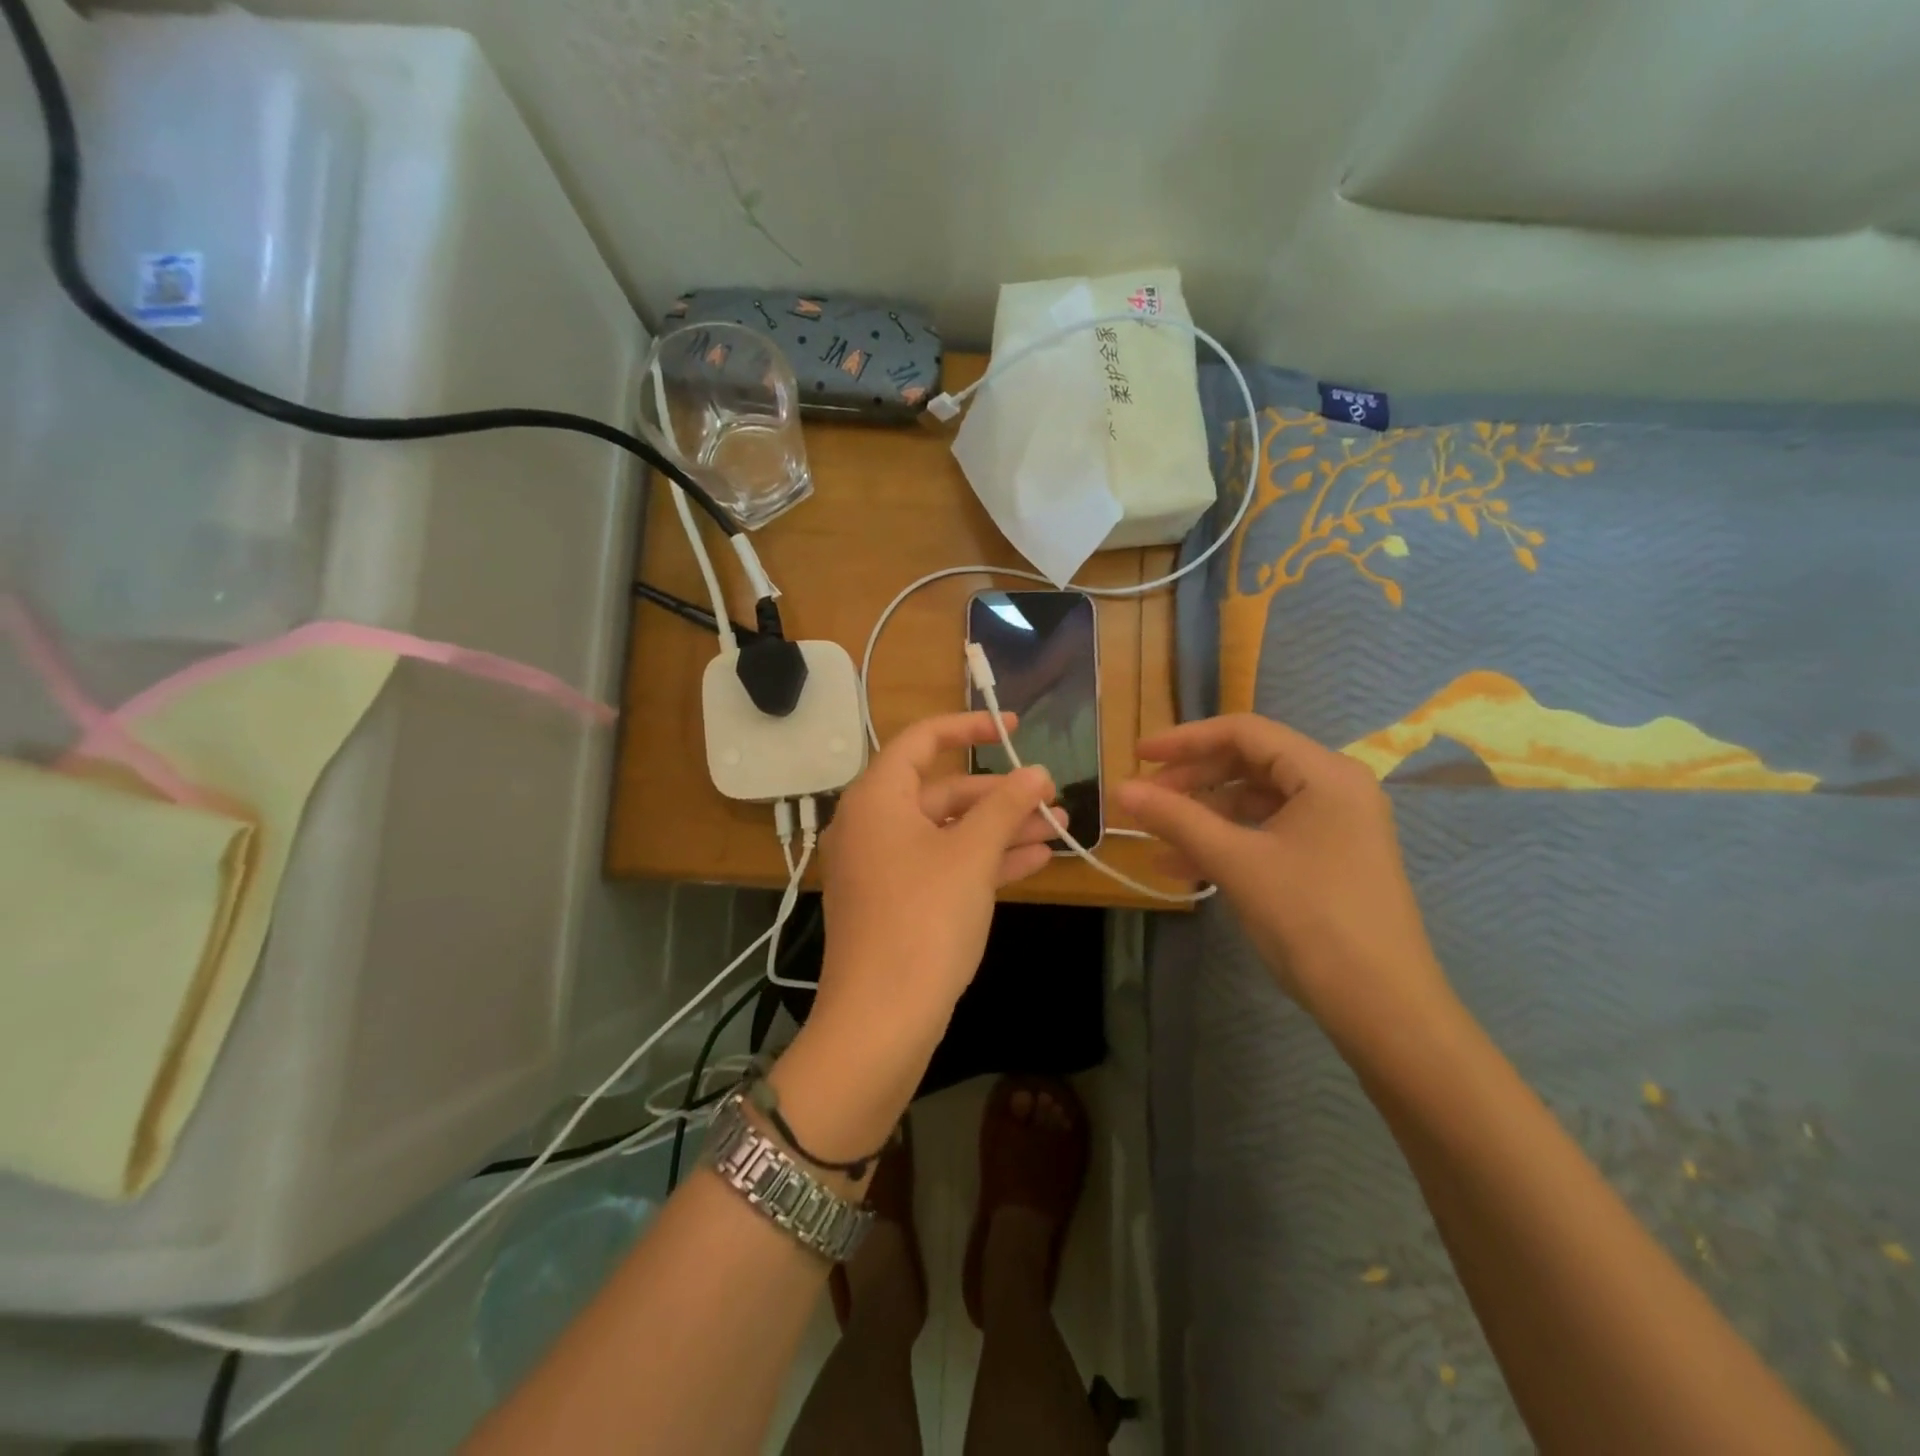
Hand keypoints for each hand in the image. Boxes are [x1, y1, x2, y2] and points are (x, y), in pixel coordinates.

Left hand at [770, 713, 1055, 1159]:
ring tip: (1057, 829)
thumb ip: (1006, 806)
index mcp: (877, 798)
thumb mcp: (971, 856)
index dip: (970, 726)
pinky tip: (1034, 861)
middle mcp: (872, 825)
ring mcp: (882, 867)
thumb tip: (1038, 773)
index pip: (922, 740)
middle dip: (1000, 795)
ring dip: (999, 829)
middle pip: (942, 791)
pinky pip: (942, 866)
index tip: (1015, 728)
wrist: (879, 1021)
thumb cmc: (924, 920)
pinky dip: (983, 861)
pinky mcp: (895, 903)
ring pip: (947, 832)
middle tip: (1051, 798)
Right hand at [1114, 714, 1454, 1050]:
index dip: (1185, 740)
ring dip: (1203, 816)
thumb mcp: (1236, 861)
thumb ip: (1176, 818)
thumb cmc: (1310, 919)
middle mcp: (1335, 788)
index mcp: (1325, 773)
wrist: (1382, 1008)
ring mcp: (1335, 826)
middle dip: (1192, 780)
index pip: (1244, 732)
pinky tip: (1184, 867)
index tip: (1138, 757)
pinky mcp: (1328, 859)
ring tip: (1156, 838)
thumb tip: (1120, 790)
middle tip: (1144, 799)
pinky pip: (1266, 833)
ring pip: (1254, 802)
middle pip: (1249, 764)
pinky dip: (1226, 842)